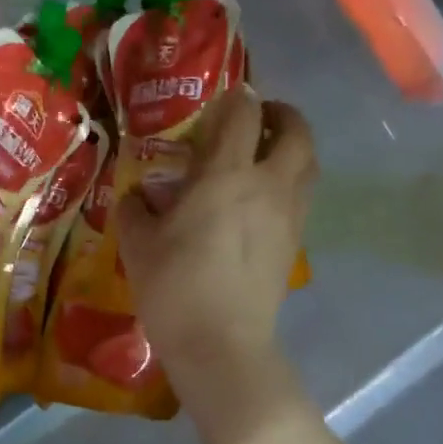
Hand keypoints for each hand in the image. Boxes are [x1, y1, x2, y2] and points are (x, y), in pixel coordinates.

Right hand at [117, 90, 316, 437]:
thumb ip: (135, 209)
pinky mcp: (295, 243)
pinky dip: (289, 181)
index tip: (223, 100)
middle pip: (296, 130)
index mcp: (226, 176)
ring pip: (308, 163)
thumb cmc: (174, 287)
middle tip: (256, 119)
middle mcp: (268, 185)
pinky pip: (301, 195)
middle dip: (281, 114)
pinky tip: (259, 201)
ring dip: (291, 147)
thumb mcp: (137, 244)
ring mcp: (289, 215)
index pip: (244, 113)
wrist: (221, 345)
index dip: (236, 98)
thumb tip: (139, 196)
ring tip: (262, 155)